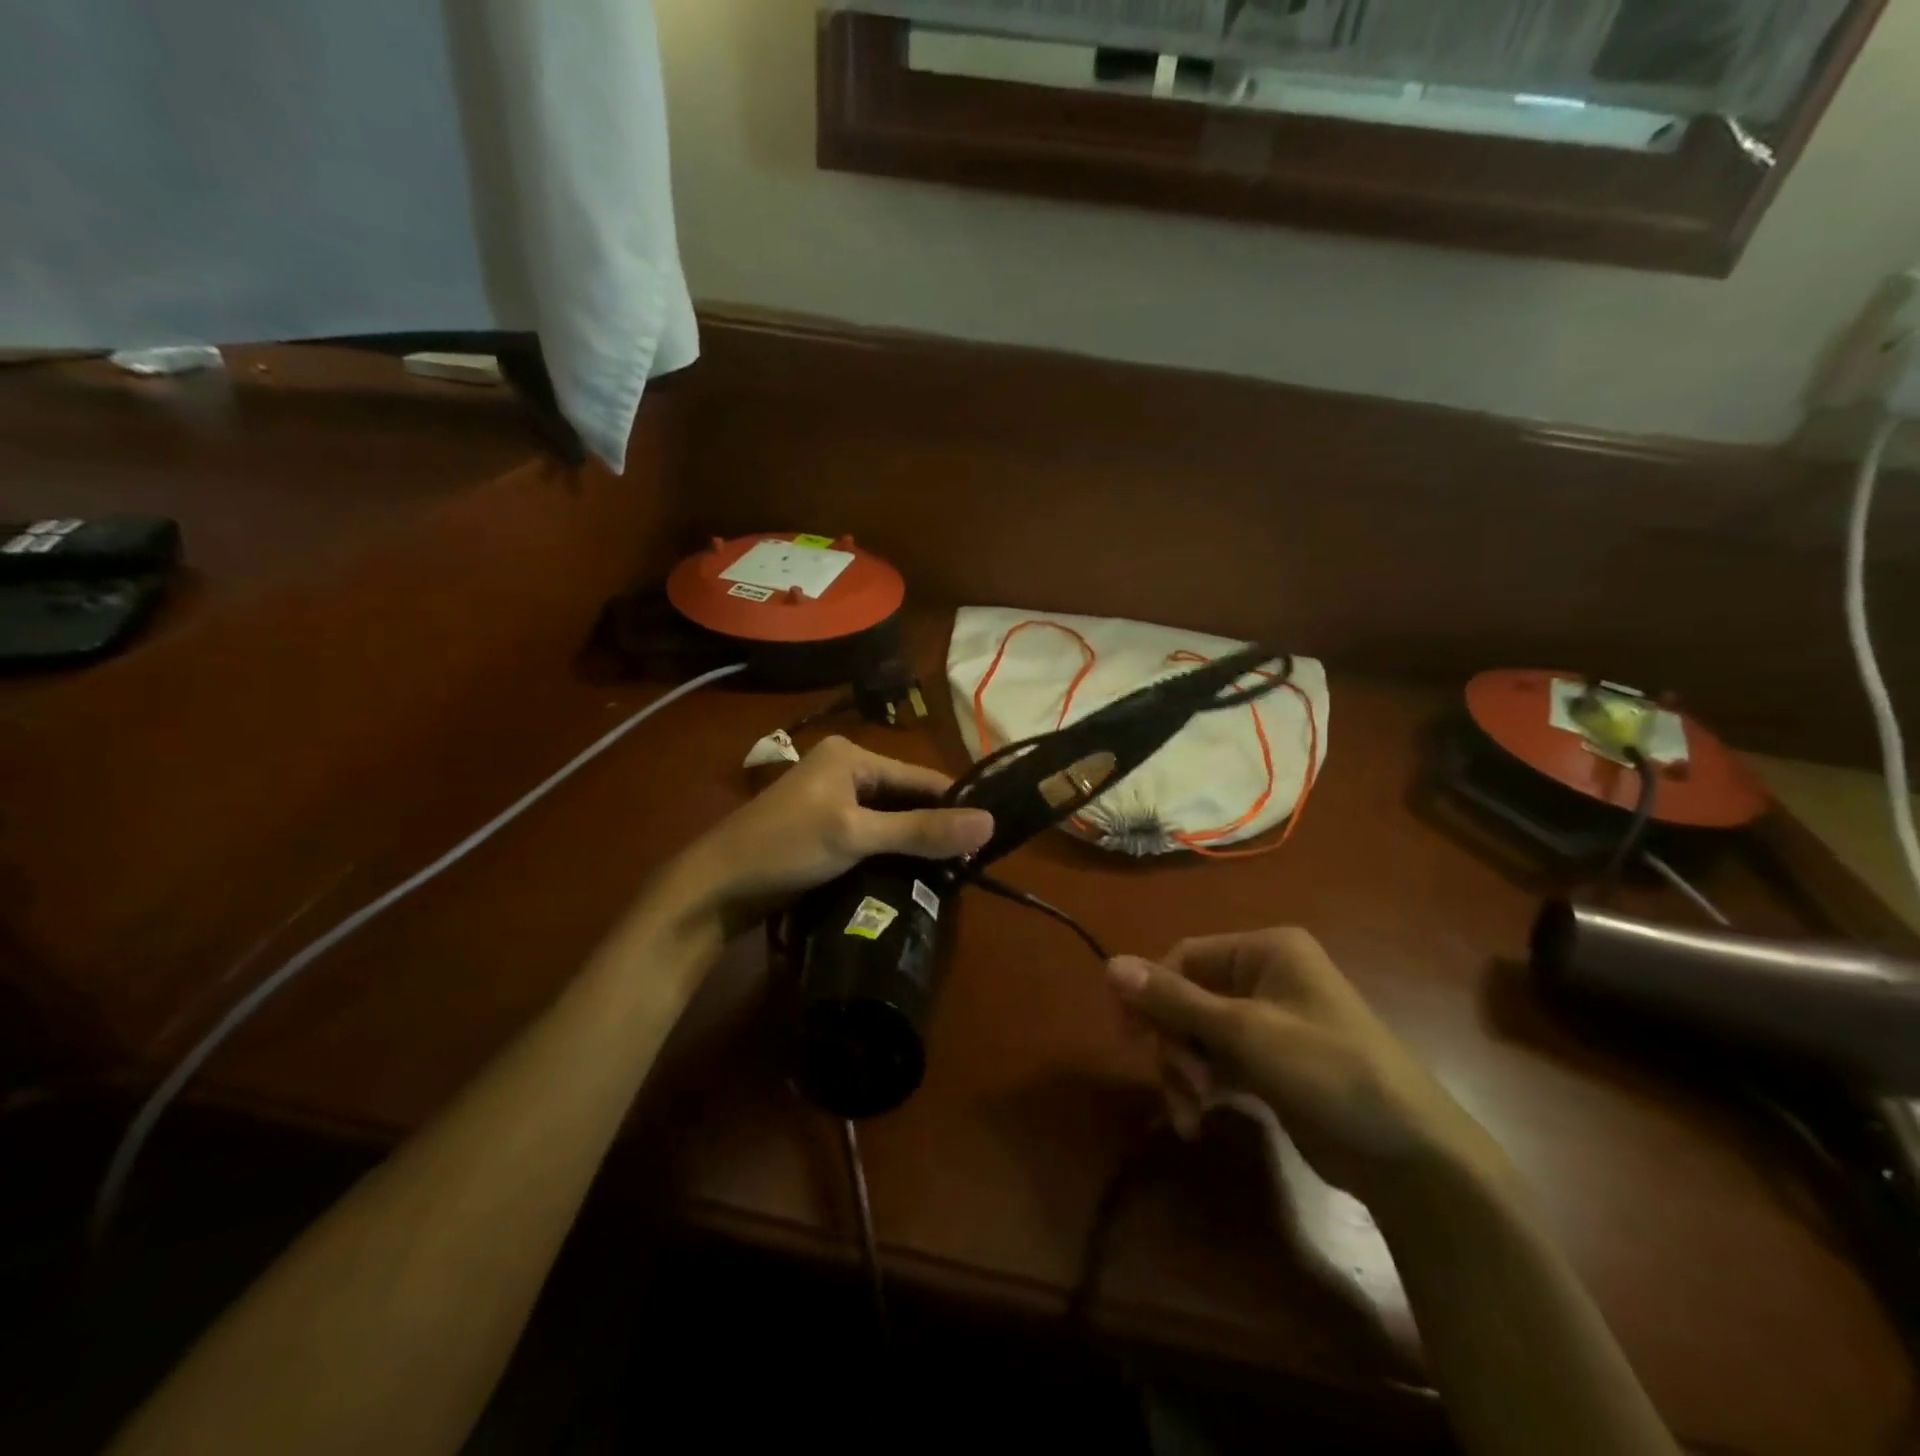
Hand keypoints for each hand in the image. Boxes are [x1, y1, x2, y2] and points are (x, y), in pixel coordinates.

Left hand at [672, 736, 993, 930]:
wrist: (715, 887)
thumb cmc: (785, 848)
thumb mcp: (856, 836)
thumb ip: (921, 831)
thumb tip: (989, 824)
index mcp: (851, 755)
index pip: (920, 777)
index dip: (954, 806)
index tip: (986, 841)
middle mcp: (843, 769)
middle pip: (905, 797)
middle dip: (932, 829)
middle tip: (968, 865)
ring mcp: (830, 800)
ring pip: (888, 819)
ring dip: (912, 844)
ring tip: (947, 875)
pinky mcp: (822, 829)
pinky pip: (870, 835)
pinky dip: (889, 853)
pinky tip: (909, 877)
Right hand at [1106, 930, 1504, 1207]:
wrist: (1410, 1157)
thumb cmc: (1327, 1071)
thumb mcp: (1244, 1032)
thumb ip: (1174, 999)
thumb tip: (1109, 964)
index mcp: (1266, 950)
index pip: (1186, 956)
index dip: (1151, 991)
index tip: (1126, 1034)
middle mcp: (1266, 977)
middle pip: (1190, 998)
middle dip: (1175, 1043)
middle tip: (1175, 1083)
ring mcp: (1270, 1023)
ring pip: (1200, 1034)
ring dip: (1185, 1071)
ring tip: (1190, 1111)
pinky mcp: (1273, 1064)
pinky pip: (1219, 1062)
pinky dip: (1204, 1087)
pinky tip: (1197, 1119)